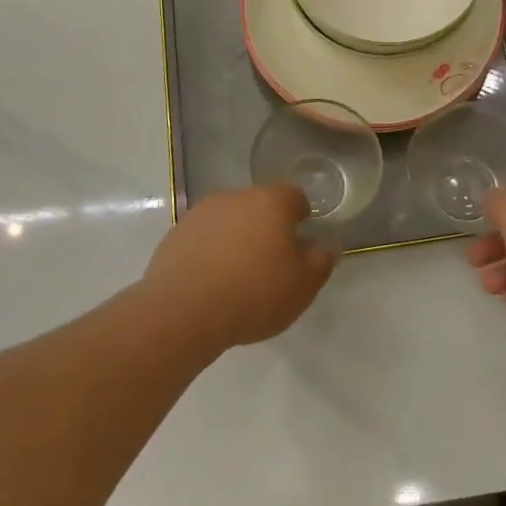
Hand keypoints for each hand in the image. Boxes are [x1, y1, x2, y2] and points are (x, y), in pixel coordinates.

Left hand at [141, 184, 332, 350]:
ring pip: (230, 219)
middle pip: (259, 205)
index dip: (301, 215)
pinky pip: (204, 236)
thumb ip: (321, 262)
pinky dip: (211, 250)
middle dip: (267, 226)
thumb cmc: (254, 294)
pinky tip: (211, 280)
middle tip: (271, 262)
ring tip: (238, 274)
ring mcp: (202, 213)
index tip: (300, 240)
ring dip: (237, 237)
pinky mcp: (176, 233)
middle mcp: (236, 197)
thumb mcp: (302, 286)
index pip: (294, 195)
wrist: (183, 310)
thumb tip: (329, 245)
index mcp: (271, 202)